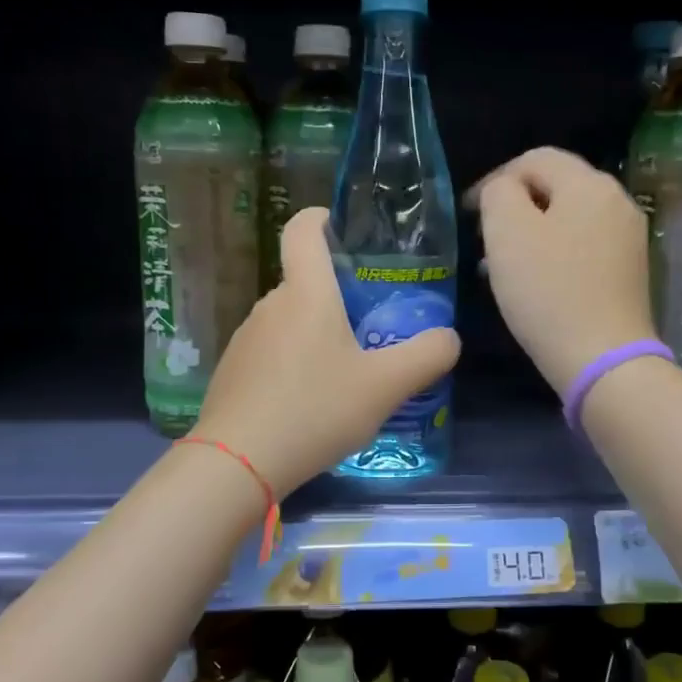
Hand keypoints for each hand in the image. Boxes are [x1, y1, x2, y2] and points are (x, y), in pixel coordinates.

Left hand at [192, 207, 460, 496]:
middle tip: (372, 328)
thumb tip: (448, 337)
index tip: (346, 232)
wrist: (237, 463)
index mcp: (307, 293)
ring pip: (289, 320)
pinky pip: (271, 352)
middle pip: (305, 281)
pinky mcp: (233, 370)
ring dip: (317, 335)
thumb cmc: (315, 410)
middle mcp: (271, 304)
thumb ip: (427, 355)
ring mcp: (246, 338)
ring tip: (344, 375)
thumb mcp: (386, 386)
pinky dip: (293, 363)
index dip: (323, 218)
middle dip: (338, 296)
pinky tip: (309, 404)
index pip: (303, 229)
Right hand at [471, 147, 654, 396]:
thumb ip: (499, 194)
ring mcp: (628, 237)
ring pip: (568, 218)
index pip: (535, 158)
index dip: (494, 179)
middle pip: (556, 186)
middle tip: (483, 239)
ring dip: (532, 232)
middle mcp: (617, 201)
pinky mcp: (629, 270)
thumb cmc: (548, 291)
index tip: (467, 214)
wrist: (602, 359)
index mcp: (589, 184)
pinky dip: (554, 252)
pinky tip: (535, 282)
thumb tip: (505, 190)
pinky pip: (583, 245)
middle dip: (514, 206)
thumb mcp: (507, 232)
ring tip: (501, 264)